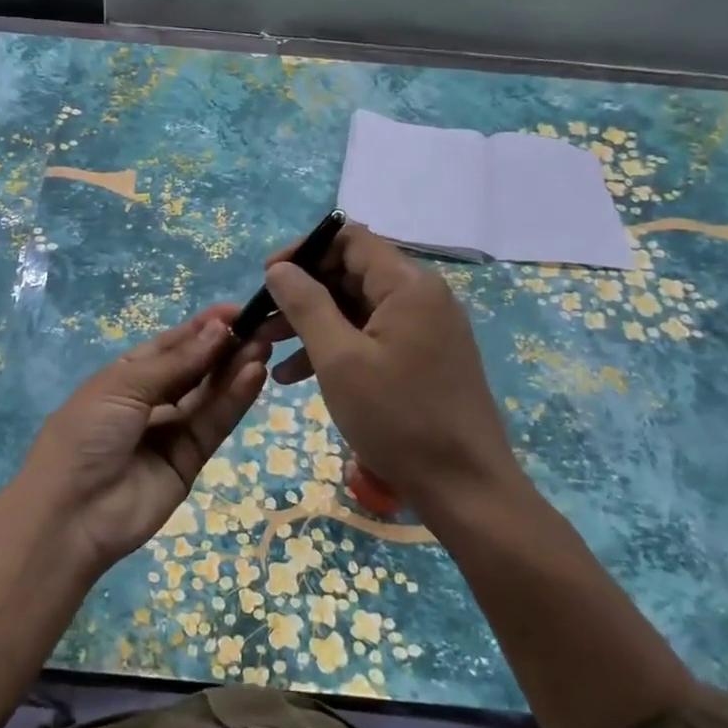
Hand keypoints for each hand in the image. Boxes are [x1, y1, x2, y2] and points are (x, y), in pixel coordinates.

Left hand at [18, 305, 268, 571]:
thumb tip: (218, 329)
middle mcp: (150, 400)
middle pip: (194, 368)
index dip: (201, 328)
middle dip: (224, 347)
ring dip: (234, 370)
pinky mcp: (190, 461)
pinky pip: (214, 424)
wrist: (71, 514)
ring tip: (263, 345)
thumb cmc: (86, 435)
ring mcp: (171, 431)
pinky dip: (234, 400)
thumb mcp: (123, 386)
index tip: (237, 311)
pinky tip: (253, 375)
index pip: (170, 345)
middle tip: (260, 326)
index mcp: (125, 376)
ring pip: (208, 395)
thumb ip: (176, 362)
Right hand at [259, 224, 524, 520]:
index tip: (267, 277)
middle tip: (262, 320)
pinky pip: (371, 337)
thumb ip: (306, 304)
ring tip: (268, 350)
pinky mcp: (422, 358)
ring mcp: (425, 329)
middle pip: (351, 272)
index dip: (304, 250)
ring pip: (356, 308)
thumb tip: (279, 268)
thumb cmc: (397, 418)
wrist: (464, 488)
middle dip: (302, 292)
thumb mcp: (339, 359)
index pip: (349, 239)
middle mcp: (421, 297)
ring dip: (311, 324)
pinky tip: (296, 376)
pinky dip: (335, 348)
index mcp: (408, 285)